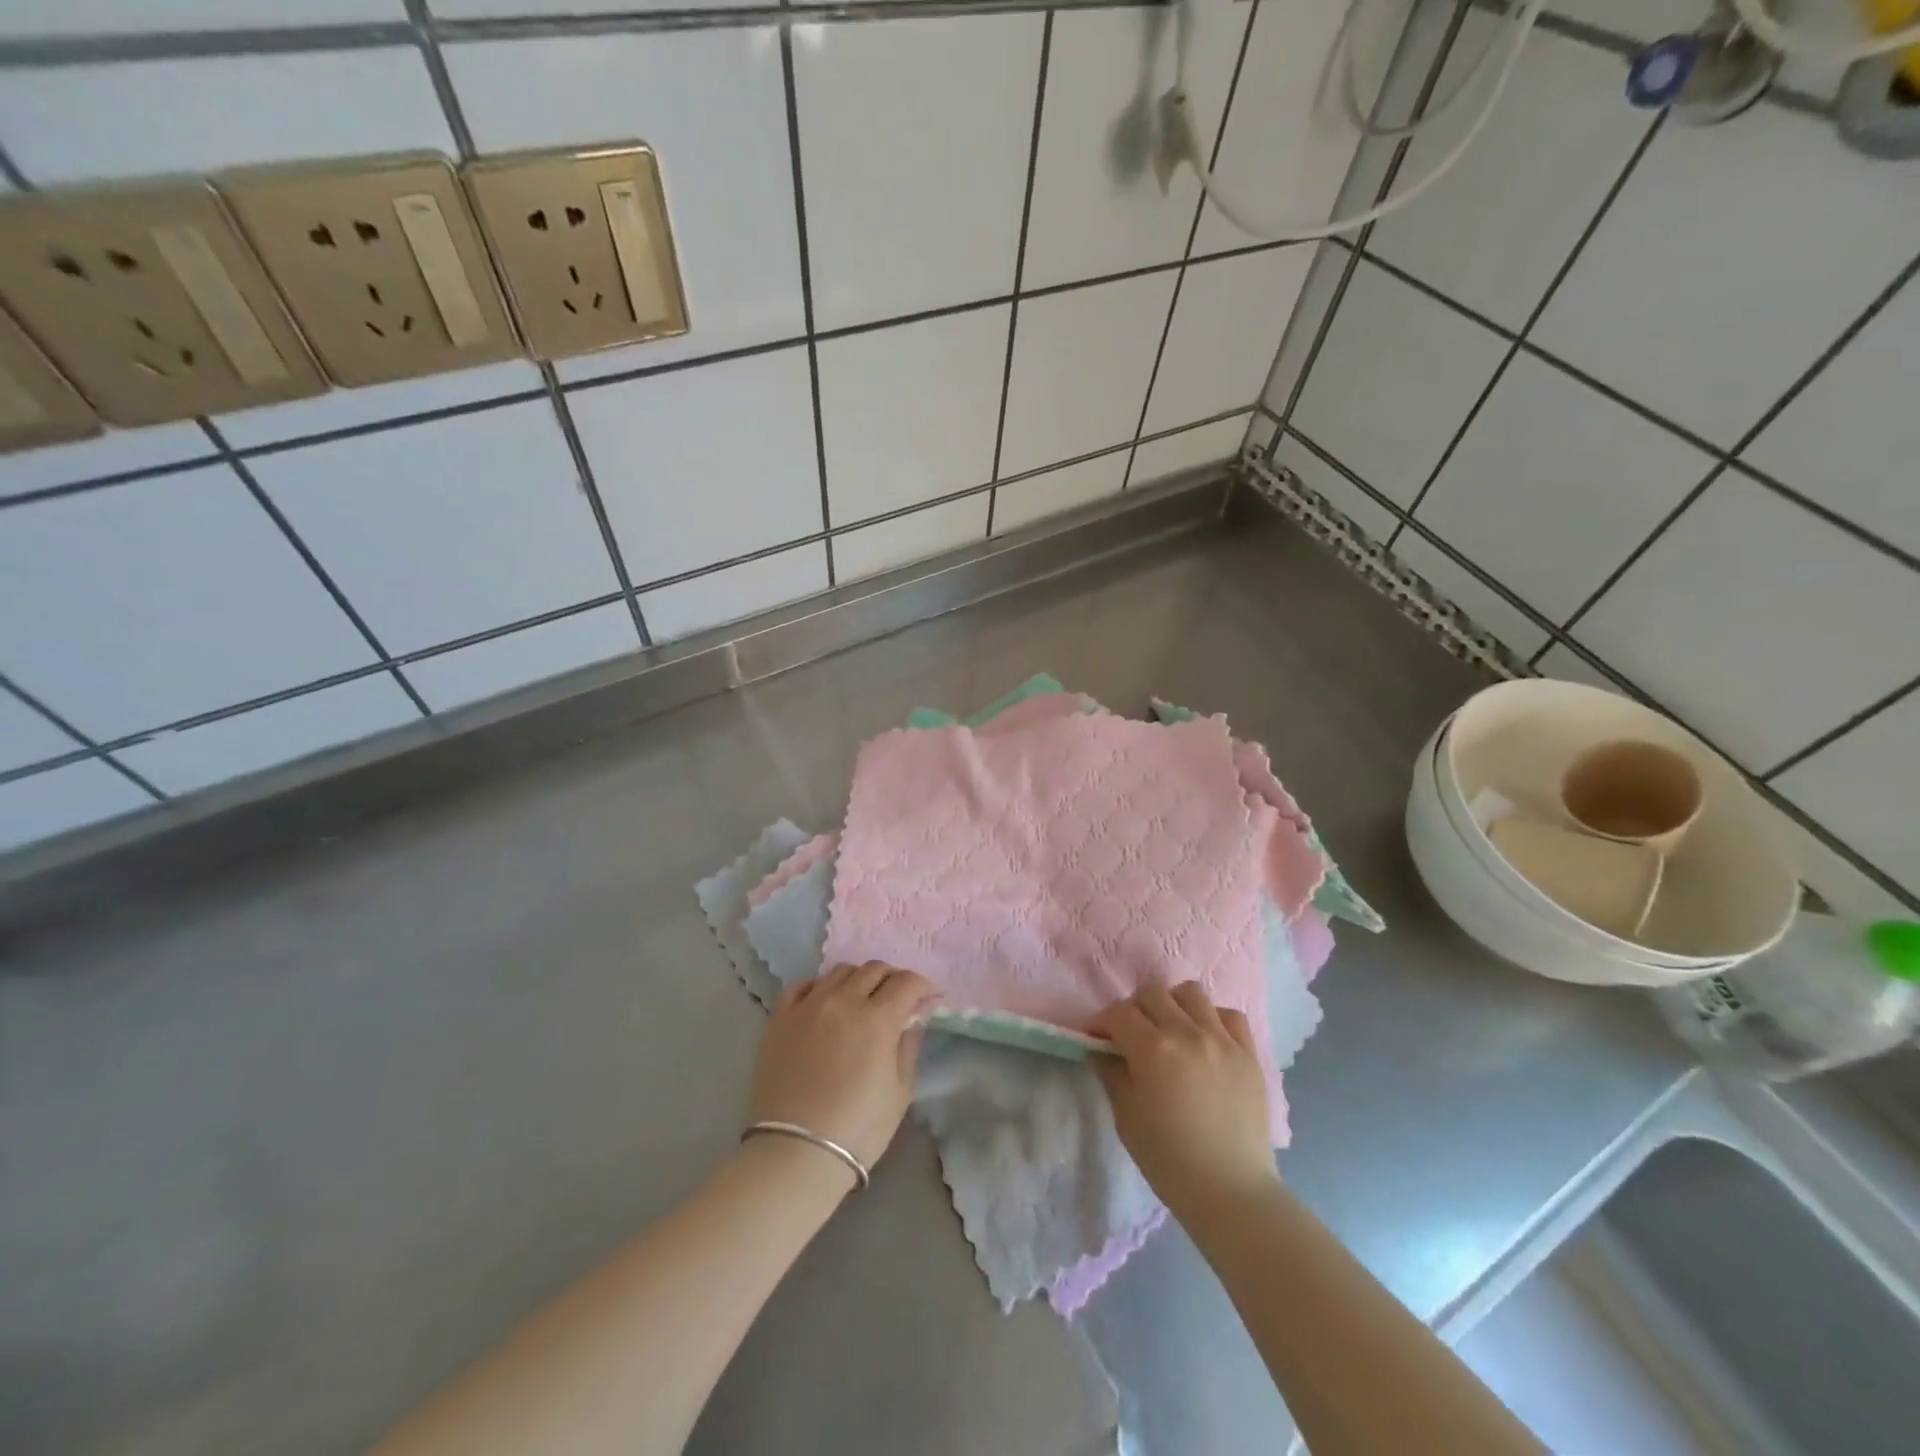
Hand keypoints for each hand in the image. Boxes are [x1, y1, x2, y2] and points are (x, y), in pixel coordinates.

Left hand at [748, 963, 932, 1177]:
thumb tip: (911, 1019)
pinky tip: (824, 1003)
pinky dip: (820, 987)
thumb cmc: (858, 1128)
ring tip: (860, 999)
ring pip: (839, 971)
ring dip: (858, 979)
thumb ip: (908, 1047)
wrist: (795, 1153)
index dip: (921, 986)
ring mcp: (808, 1006)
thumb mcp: (900, 1092)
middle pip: (873, 969)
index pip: (906, 982)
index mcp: (877, 1019)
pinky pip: (803, 985)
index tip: (925, 998)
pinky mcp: (780, 1018)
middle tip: (895, 998)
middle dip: (891, 979)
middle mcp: (843, 1001)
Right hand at [1092, 981, 1277, 1218]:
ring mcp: (1222, 1040)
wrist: (1231, 1192)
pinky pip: (1230, 1015)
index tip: (1097, 1038)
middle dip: (1134, 1009)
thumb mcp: (1126, 1117)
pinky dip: (1213, 1019)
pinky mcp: (1249, 1054)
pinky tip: (1206, 1041)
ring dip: (1173, 1005)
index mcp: (1153, 1049)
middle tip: (1131, 1035)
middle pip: (1153, 993)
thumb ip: (1112, 1074)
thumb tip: (1101, 1050)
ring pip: (1192, 993)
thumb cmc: (1169, 1160)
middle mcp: (1188, 1033)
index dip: (1102, 1021)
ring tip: (1171, 1030)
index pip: (1119, 1013)